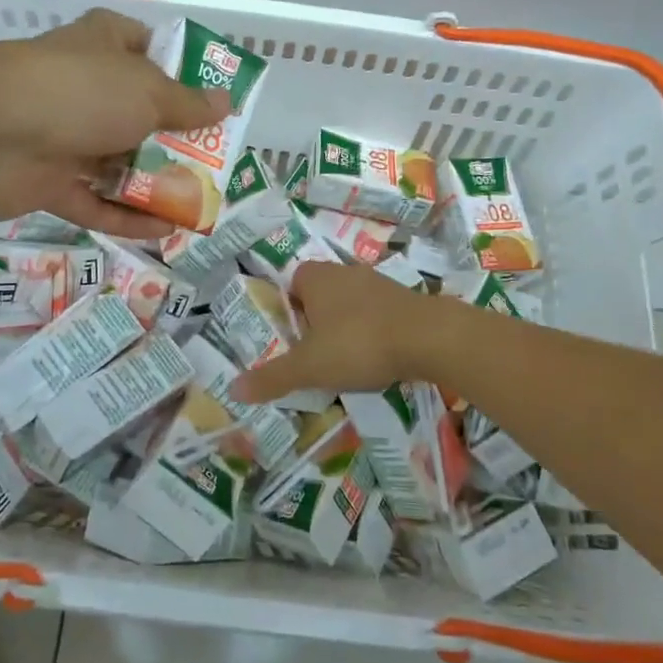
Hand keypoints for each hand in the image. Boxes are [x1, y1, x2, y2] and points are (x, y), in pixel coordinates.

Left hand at [0, 10, 227, 238]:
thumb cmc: (81, 92)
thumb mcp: (148, 92)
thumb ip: (188, 104)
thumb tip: (225, 102)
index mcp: (105, 47)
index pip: (149, 49)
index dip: (183, 72)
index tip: (216, 100)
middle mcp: (86, 88)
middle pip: (140, 114)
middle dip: (177, 139)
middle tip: (217, 164)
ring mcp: (65, 136)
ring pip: (119, 162)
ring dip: (155, 184)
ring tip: (200, 204)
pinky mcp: (48, 182)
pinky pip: (96, 202)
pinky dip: (126, 217)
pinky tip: (165, 232)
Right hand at [233, 262, 444, 401]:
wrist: (429, 337)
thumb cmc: (358, 344)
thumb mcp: (309, 367)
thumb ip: (272, 377)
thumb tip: (233, 390)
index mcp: (316, 278)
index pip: (292, 283)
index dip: (289, 309)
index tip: (292, 339)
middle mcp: (345, 272)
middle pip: (321, 293)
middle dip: (316, 320)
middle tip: (315, 354)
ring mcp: (378, 282)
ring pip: (351, 303)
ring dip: (347, 326)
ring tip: (347, 360)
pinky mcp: (405, 298)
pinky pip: (378, 313)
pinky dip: (374, 331)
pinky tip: (379, 357)